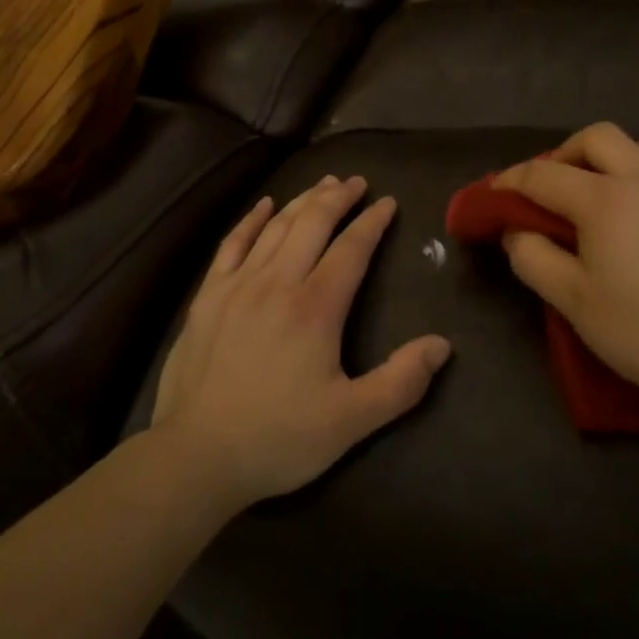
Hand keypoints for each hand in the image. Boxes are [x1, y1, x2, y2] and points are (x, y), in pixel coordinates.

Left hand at [151, 176, 452, 511]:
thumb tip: (442, 345)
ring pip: (276, 227)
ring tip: (323, 184)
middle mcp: (277, 282)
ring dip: (303, 200)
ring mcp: (238, 284)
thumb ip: (400, 382)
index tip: (388, 202)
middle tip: (356, 182)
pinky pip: (232, 243)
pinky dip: (251, 219)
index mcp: (315, 308)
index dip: (372, 222)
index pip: (351, 249)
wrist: (196, 456)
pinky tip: (265, 205)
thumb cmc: (278, 439)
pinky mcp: (208, 295)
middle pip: (312, 223)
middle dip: (338, 198)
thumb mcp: (350, 422)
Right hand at [494, 124, 638, 413]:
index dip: (512, 179)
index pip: (543, 174)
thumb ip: (534, 260)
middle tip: (563, 181)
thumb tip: (516, 231)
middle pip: (599, 136)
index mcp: (605, 200)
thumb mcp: (575, 305)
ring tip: (630, 186)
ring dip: (634, 156)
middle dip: (570, 151)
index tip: (497, 192)